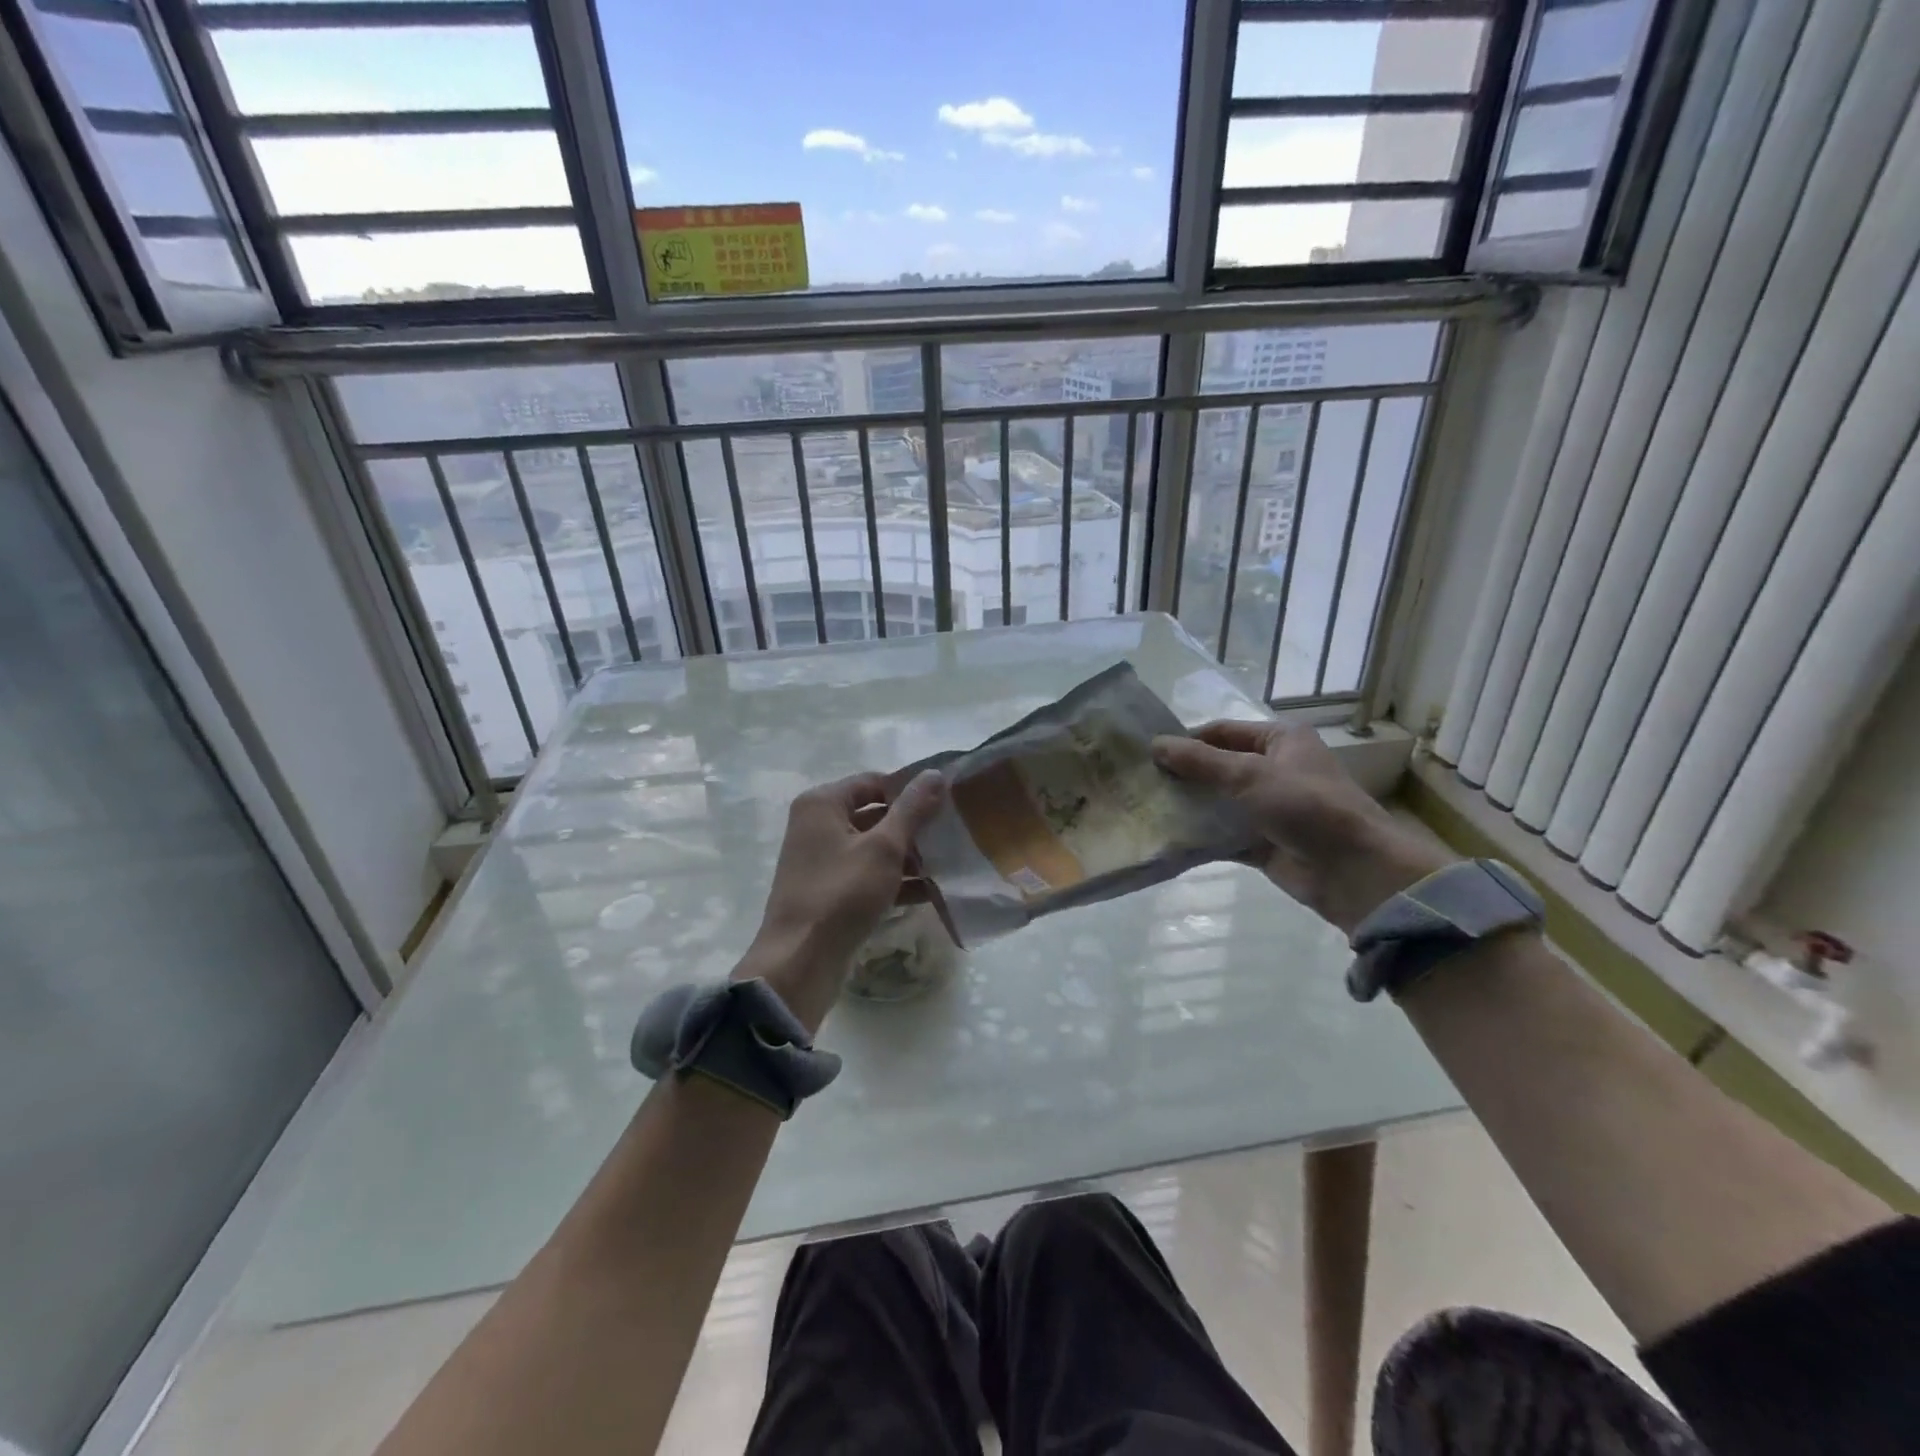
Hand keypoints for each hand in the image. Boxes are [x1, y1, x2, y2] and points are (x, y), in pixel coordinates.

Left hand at [735, 769, 946, 1031]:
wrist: (801, 961)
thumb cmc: (842, 893)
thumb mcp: (883, 848)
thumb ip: (912, 809)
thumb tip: (935, 774)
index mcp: (822, 804)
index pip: (874, 782)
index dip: (910, 790)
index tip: (946, 801)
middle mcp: (817, 826)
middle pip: (875, 815)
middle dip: (914, 826)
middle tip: (954, 832)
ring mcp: (822, 861)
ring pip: (874, 848)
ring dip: (909, 856)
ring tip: (951, 863)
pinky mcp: (831, 892)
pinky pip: (869, 876)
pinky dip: (896, 881)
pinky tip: (933, 891)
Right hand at [1152, 721, 1452, 934]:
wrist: (1353, 870)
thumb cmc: (1305, 805)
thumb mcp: (1249, 774)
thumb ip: (1200, 761)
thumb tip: (1155, 744)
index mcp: (1280, 741)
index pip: (1223, 732)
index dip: (1187, 740)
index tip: (1148, 754)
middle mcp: (1274, 770)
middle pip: (1218, 767)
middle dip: (1184, 776)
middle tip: (1140, 783)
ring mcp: (1269, 809)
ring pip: (1219, 803)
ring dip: (1189, 807)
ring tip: (1146, 809)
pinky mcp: (1263, 843)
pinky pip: (1224, 835)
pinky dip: (1201, 837)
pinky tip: (1167, 838)